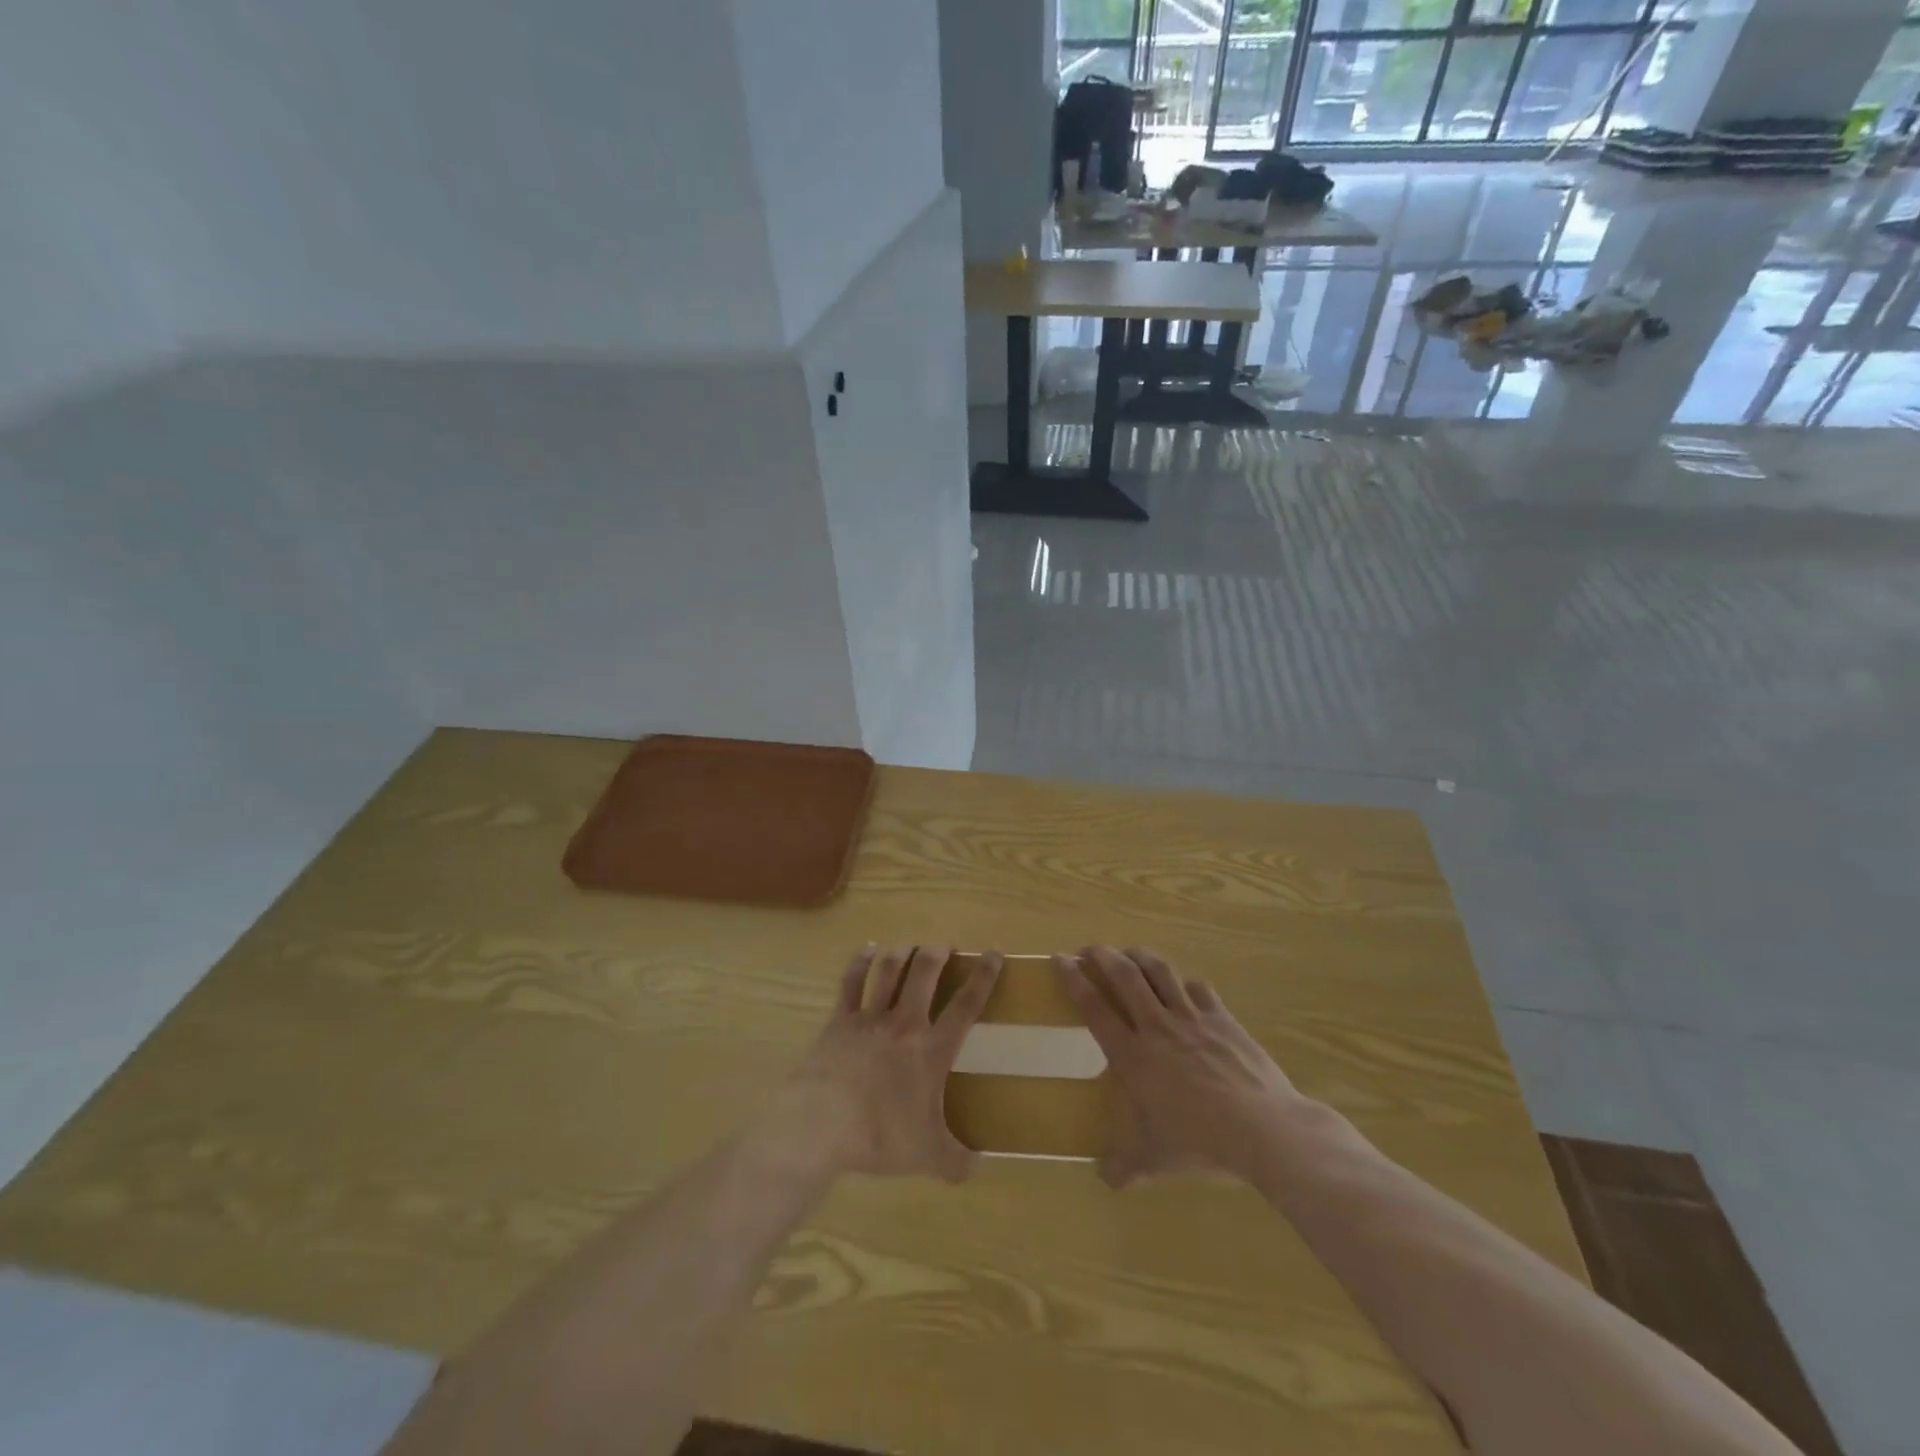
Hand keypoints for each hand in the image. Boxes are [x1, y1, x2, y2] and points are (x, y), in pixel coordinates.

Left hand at [768, 945, 1001, 1183]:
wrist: (821, 1125)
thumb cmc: (879, 1136)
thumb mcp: (927, 1157)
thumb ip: (957, 1161)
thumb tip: (980, 1166)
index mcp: (932, 1050)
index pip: (966, 1005)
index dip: (984, 977)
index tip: (994, 953)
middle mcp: (904, 1023)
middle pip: (924, 972)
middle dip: (937, 953)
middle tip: (943, 947)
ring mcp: (869, 1017)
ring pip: (889, 970)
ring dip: (902, 953)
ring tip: (910, 946)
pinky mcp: (839, 1020)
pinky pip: (852, 981)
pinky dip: (861, 962)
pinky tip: (868, 951)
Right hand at [1054, 946, 1307, 1187]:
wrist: (1264, 1130)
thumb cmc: (1202, 1143)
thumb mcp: (1157, 1161)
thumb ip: (1126, 1166)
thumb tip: (1104, 1178)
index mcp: (1134, 1056)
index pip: (1095, 1008)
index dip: (1074, 980)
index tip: (1060, 959)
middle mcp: (1158, 1027)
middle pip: (1125, 976)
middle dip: (1103, 955)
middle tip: (1090, 950)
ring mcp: (1192, 1018)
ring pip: (1160, 972)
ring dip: (1140, 956)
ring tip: (1130, 953)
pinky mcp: (1223, 1018)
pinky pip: (1199, 988)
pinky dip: (1186, 983)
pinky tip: (1185, 988)